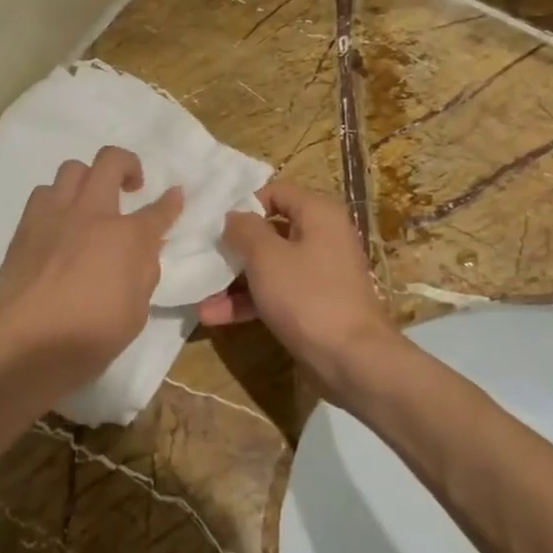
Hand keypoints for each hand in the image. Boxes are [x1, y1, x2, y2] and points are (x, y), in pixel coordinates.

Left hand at [0, 146, 181, 397]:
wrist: (23, 344)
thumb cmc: (88, 337)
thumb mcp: (135, 312)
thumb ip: (142, 272)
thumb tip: (143, 249)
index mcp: (127, 237)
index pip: (158, 210)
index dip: (171, 202)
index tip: (175, 195)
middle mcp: (92, 213)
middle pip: (111, 161)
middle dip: (128, 165)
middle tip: (131, 187)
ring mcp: (55, 214)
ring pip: (72, 168)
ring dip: (88, 179)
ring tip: (90, 203)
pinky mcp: (25, 225)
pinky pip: (44, 192)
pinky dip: (57, 199)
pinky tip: (60, 223)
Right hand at [196, 181, 395, 396]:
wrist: (352, 360)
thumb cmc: (308, 297)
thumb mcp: (267, 257)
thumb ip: (244, 230)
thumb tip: (233, 217)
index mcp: (318, 214)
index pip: (276, 192)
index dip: (244, 203)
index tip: (214, 221)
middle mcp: (322, 237)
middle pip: (270, 231)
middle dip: (234, 247)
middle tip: (201, 255)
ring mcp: (319, 273)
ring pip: (270, 266)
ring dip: (235, 280)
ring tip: (200, 296)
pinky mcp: (314, 304)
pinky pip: (277, 293)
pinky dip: (249, 302)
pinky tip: (215, 316)